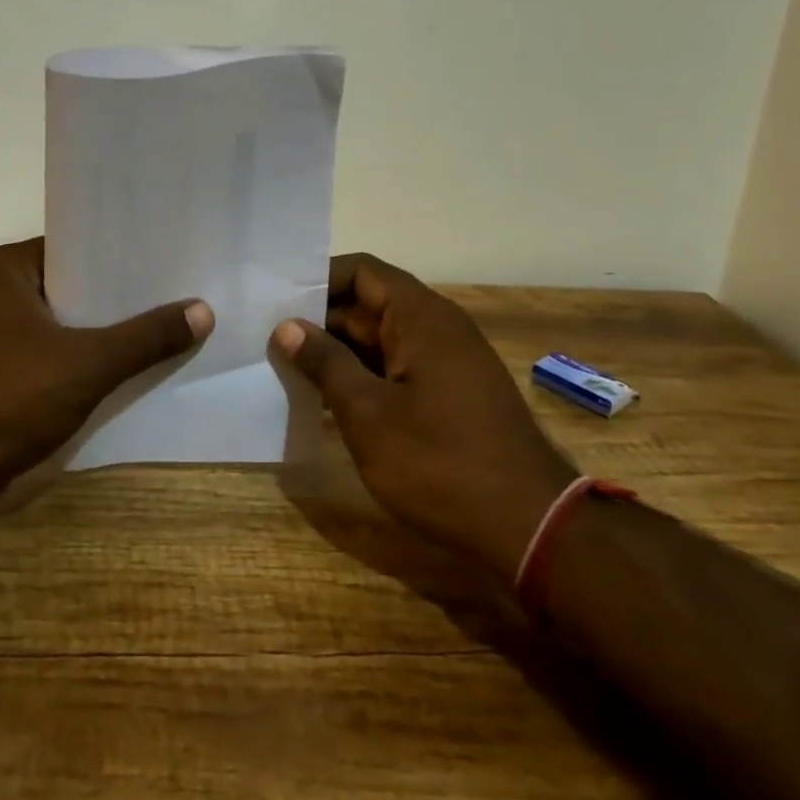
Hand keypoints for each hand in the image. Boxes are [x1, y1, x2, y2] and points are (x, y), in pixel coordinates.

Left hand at [0, 238, 212, 484]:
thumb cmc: (1, 401)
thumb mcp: (84, 364)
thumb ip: (144, 338)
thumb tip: (203, 310)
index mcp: (8, 269)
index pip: (78, 245)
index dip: (125, 253)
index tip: (172, 258)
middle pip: (75, 287)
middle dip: (123, 298)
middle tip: (183, 293)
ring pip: (66, 326)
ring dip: (106, 334)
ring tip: (168, 329)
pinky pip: (53, 357)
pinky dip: (85, 363)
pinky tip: (129, 371)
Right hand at [271, 253, 575, 571]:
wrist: (531, 528)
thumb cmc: (440, 463)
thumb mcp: (368, 413)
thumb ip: (325, 363)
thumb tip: (288, 326)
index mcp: (421, 316)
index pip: (361, 271)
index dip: (317, 280)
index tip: (276, 302)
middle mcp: (437, 328)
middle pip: (369, 304)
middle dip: (319, 321)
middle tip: (267, 340)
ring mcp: (448, 362)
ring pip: (381, 340)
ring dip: (338, 353)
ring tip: (285, 369)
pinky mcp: (451, 395)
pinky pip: (398, 368)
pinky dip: (363, 377)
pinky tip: (326, 401)